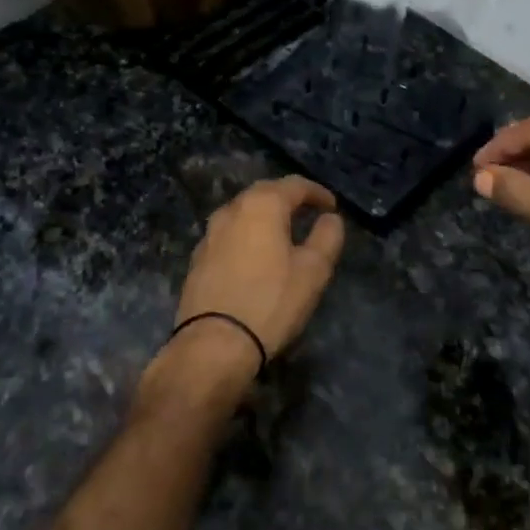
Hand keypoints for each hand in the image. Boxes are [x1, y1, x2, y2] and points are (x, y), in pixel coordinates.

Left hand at [167, 176, 345, 389]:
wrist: (214, 344)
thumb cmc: (271, 302)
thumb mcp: (313, 271)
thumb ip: (326, 237)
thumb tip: (330, 218)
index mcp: (262, 205)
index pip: (294, 185)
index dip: (317, 193)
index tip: (332, 206)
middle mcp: (231, 210)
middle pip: (264, 193)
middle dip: (288, 199)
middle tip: (307, 212)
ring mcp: (209, 234)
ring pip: (242, 213)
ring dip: (264, 216)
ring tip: (282, 232)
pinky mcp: (198, 258)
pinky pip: (229, 234)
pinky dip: (247, 235)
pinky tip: (255, 254)